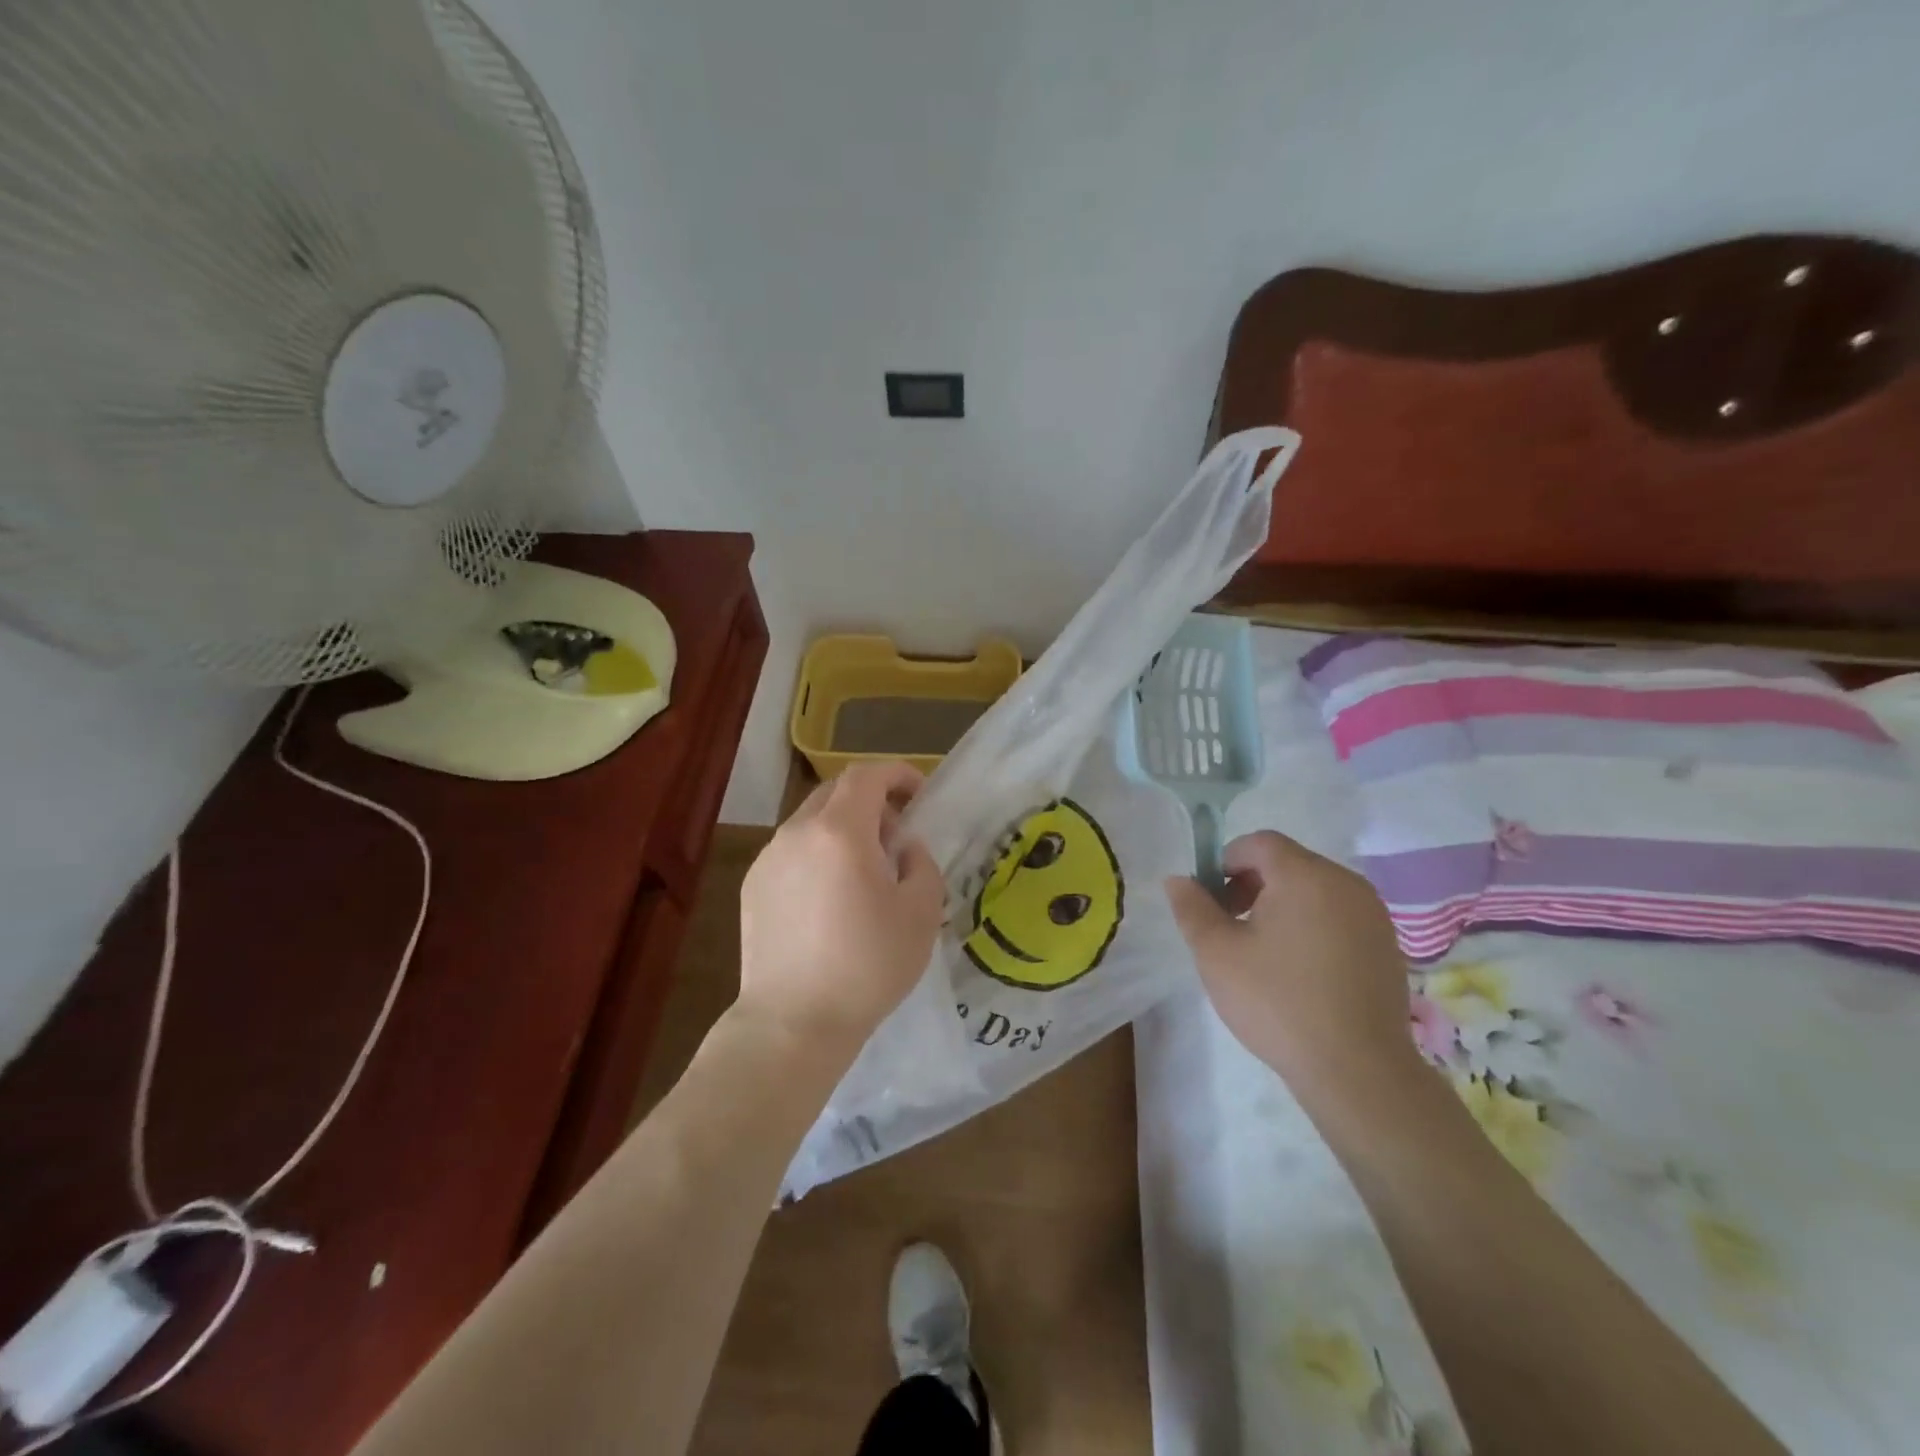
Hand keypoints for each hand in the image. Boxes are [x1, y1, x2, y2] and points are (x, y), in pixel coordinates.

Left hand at [736, 761, 945, 1057]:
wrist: (794, 1022)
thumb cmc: (867, 965)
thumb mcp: (921, 912)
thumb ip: (920, 863)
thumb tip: (902, 848)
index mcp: (840, 831)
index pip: (866, 775)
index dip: (897, 774)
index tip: (919, 795)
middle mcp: (797, 833)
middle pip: (835, 793)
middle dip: (871, 801)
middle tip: (895, 835)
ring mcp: (768, 859)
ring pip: (811, 822)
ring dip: (843, 829)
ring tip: (863, 872)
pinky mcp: (752, 887)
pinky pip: (792, 852)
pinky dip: (818, 855)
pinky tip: (830, 899)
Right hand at [1164, 831, 1422, 1105]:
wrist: (1358, 1070)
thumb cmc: (1277, 1002)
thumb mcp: (1216, 953)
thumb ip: (1192, 908)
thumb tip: (1178, 880)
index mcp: (1305, 875)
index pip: (1259, 843)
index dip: (1226, 861)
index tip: (1211, 901)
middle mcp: (1345, 883)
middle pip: (1288, 863)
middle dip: (1252, 884)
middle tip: (1230, 926)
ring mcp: (1373, 915)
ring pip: (1315, 890)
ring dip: (1282, 905)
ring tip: (1263, 951)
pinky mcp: (1388, 945)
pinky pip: (1339, 916)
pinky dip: (1313, 926)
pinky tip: (1300, 971)